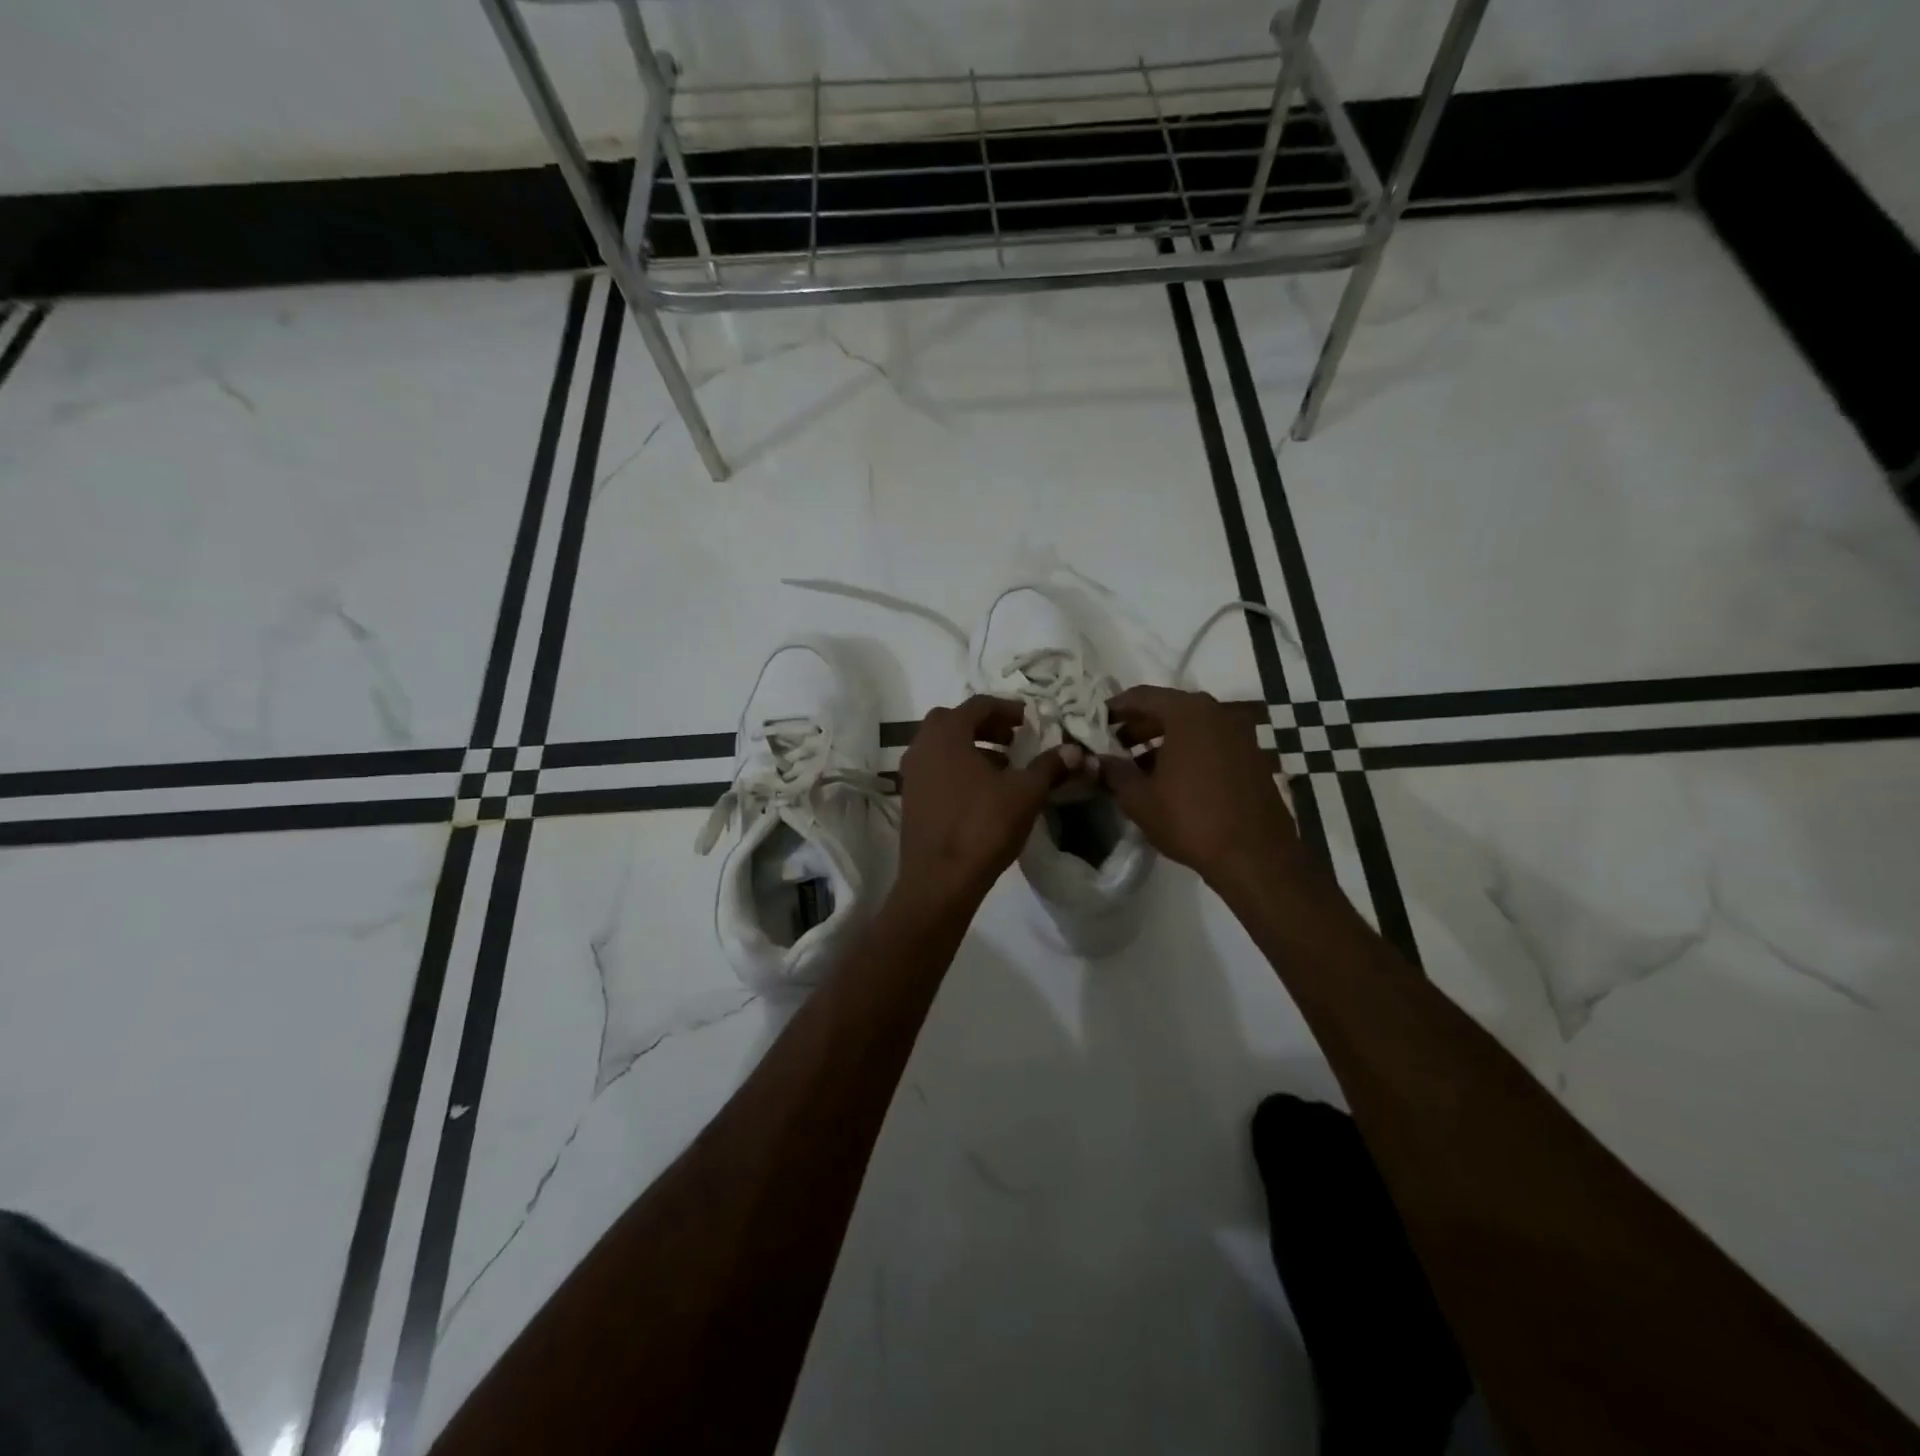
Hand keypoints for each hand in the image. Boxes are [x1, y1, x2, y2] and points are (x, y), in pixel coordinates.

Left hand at [895, 695, 1076, 911]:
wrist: (939, 881)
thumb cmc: (982, 827)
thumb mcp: (1025, 793)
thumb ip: (1049, 766)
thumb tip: (1074, 750)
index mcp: (946, 734)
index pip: (978, 704)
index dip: (1007, 708)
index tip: (1029, 719)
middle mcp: (922, 746)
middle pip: (954, 721)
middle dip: (986, 725)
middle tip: (1014, 738)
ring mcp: (911, 774)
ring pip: (943, 747)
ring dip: (973, 748)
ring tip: (1004, 766)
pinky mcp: (910, 799)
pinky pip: (936, 769)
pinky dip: (958, 769)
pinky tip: (983, 792)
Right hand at [1098, 686, 1306, 887]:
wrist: (1255, 856)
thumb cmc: (1190, 820)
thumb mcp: (1139, 798)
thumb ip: (1114, 771)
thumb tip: (1098, 759)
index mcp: (1187, 713)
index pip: (1141, 696)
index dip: (1113, 709)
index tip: (1094, 724)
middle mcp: (1216, 712)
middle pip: (1167, 709)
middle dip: (1137, 726)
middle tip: (1113, 747)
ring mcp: (1239, 733)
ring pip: (1190, 727)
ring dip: (1161, 741)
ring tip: (1136, 767)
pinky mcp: (1252, 756)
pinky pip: (1209, 743)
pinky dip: (1186, 752)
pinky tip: (1170, 779)